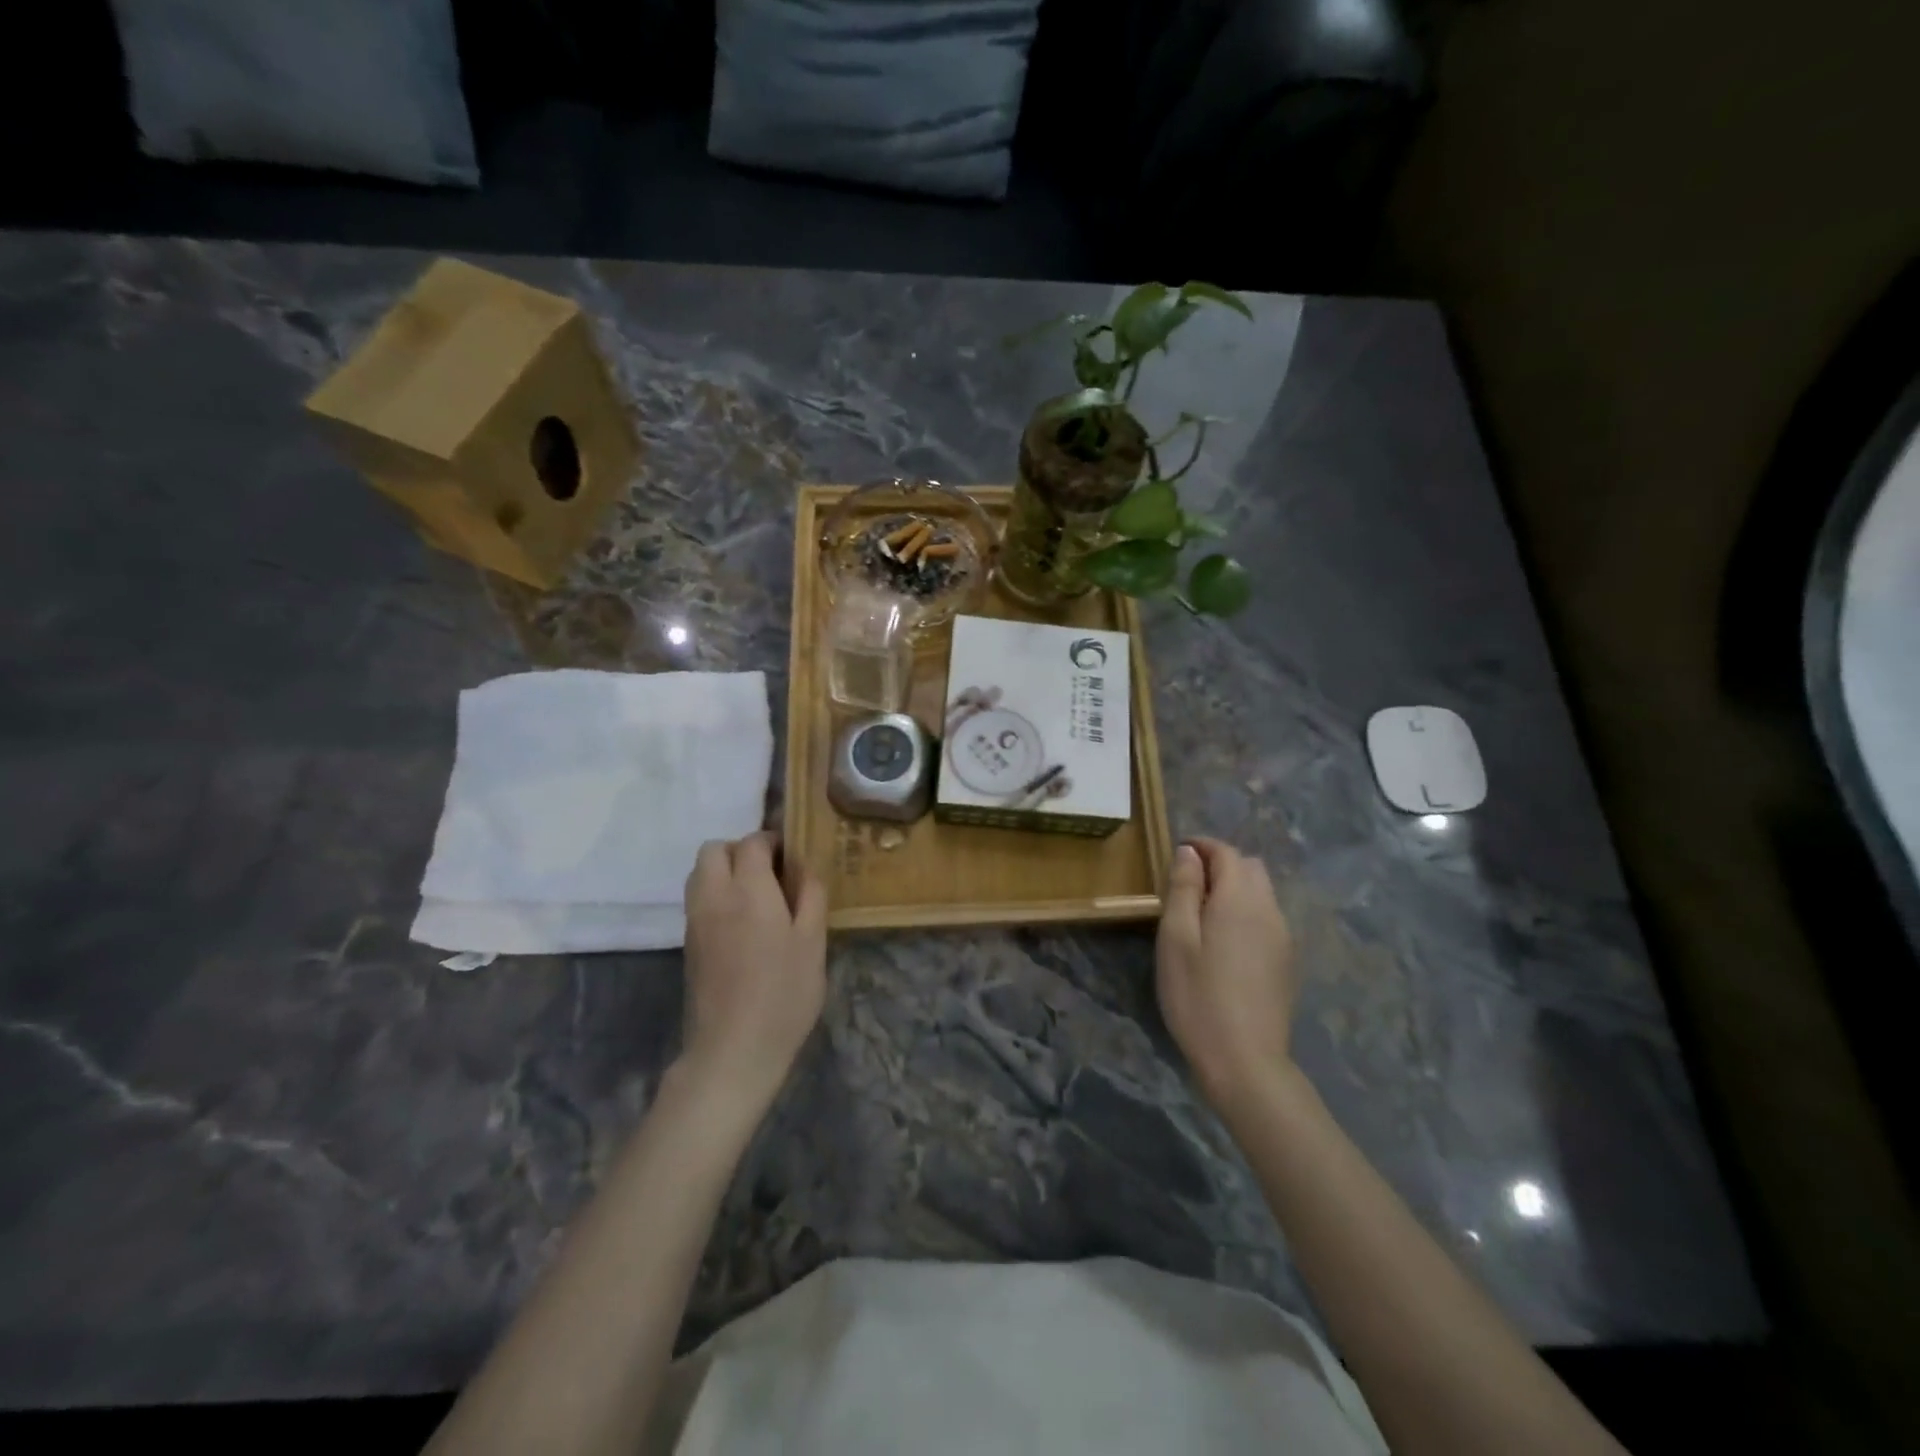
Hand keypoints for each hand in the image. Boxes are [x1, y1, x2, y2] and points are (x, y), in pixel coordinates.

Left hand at [679, 832, 827, 1119]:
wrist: (732, 1050)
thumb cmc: (783, 993)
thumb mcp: (813, 943)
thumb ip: (810, 896)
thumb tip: (804, 867)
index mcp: (749, 890)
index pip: (752, 843)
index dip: (773, 840)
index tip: (793, 856)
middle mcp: (714, 896)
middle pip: (714, 850)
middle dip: (741, 850)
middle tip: (772, 872)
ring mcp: (695, 921)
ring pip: (699, 873)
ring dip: (724, 870)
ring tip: (758, 896)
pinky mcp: (688, 944)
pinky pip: (698, 899)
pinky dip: (716, 894)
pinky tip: (744, 923)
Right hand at [1156, 837, 1298, 1118]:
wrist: (1245, 1062)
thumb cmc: (1198, 996)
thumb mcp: (1176, 939)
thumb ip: (1183, 888)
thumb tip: (1189, 852)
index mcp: (1240, 899)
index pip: (1227, 852)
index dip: (1202, 846)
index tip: (1176, 854)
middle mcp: (1269, 910)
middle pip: (1250, 868)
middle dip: (1220, 864)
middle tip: (1186, 884)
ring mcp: (1283, 938)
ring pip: (1262, 893)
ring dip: (1234, 889)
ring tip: (1202, 913)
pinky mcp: (1286, 962)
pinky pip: (1266, 918)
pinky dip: (1245, 912)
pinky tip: (1224, 942)